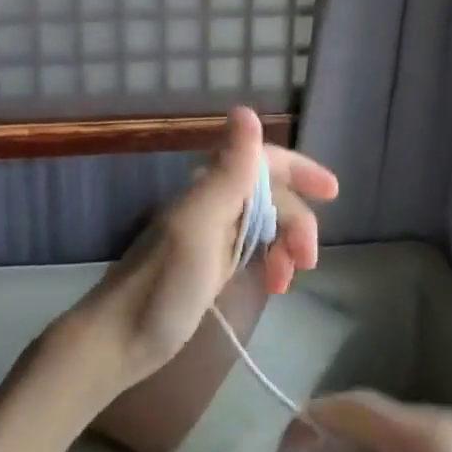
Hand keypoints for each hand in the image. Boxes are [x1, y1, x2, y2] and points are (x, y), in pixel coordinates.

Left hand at [66, 107, 337, 390]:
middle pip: (270, 195)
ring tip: (288, 281)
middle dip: (297, 221)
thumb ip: (229, 172)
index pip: (263, 160)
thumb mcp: (200, 226)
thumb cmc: (162, 285)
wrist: (119, 340)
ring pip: (264, 223)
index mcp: (209, 188)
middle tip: (307, 261)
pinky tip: (275, 285)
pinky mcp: (209, 266)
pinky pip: (252, 249)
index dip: (299, 169)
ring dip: (286, 244)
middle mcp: (211, 203)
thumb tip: (246, 111)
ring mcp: (210, 236)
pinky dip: (271, 262)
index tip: (332, 191)